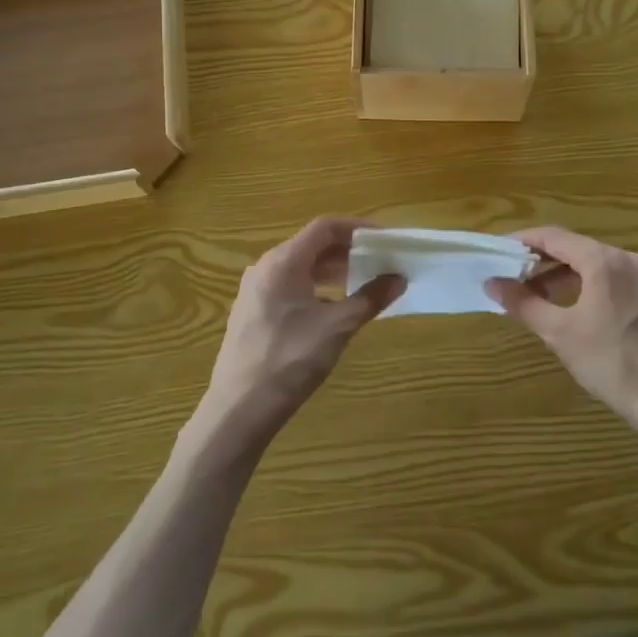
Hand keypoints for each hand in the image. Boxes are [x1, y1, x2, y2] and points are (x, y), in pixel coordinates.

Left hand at [196, 218, 404, 450]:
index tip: (384, 238)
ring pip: (299, 267)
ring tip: (361, 282)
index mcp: (283, 261)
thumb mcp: (337, 327)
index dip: (357, 228)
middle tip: (378, 261)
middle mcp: (265, 267)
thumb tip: (398, 278)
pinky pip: (288, 286)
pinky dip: (314, 287)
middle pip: (311, 245)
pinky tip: (332, 308)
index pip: (324, 227)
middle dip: (347, 250)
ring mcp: (254, 291)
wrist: (239, 409)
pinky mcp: (251, 312)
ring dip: (332, 270)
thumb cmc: (290, 360)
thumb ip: (370, 298)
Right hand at [486, 226, 637, 444]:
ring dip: (557, 275)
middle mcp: (623, 259)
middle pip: (571, 247)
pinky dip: (579, 285)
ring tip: (529, 295)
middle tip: (507, 276)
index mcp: (602, 260)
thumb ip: (524, 303)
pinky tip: (563, 307)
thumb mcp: (560, 333)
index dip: (521, 241)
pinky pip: (605, 279)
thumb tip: (492, 283)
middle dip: (537, 260)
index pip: (552, 236)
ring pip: (588, 264)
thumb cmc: (613, 362)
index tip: (495, 252)